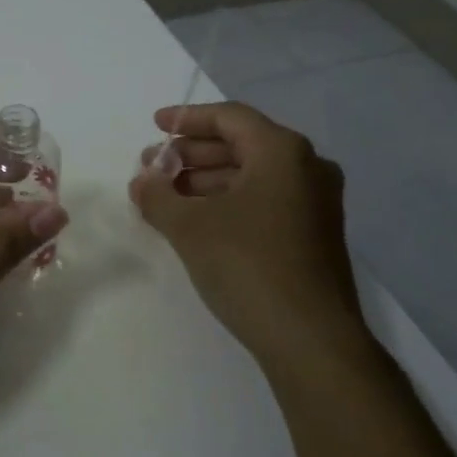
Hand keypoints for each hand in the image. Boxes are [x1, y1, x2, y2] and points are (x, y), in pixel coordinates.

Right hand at [129, 102, 364, 370]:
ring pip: (252, 175)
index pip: (229, 117)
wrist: (310, 339)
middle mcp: (307, 169)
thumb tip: (141, 181)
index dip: (187, 118)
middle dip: (192, 154)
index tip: (155, 127)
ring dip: (206, 180)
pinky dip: (228, 202)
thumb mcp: (189, 226)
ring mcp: (315, 204)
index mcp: (283, 152)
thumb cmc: (247, 265)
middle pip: (241, 144)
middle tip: (154, 167)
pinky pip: (264, 201)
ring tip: (166, 197)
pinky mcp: (313, 236)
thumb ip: (157, 195)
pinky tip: (197, 221)